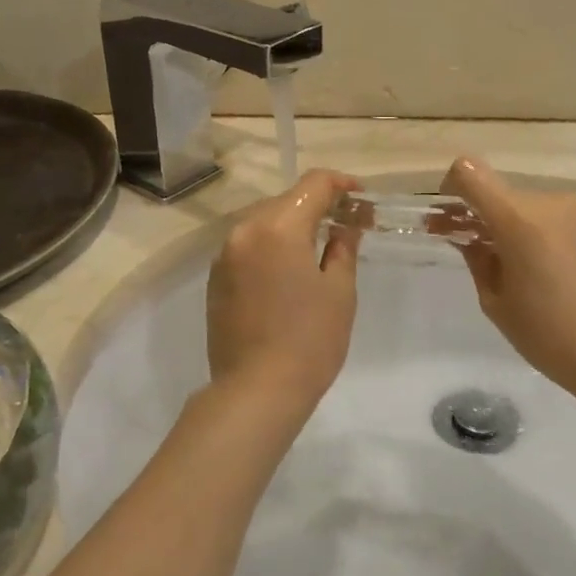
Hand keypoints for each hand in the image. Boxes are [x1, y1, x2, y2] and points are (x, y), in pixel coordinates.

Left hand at [207, 169, 362, 410]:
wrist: (256, 391)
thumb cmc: (310, 340)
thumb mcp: (339, 291)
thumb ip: (343, 248)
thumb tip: (345, 227)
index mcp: (278, 227)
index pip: (313, 185)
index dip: (341, 184)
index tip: (360, 197)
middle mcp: (245, 231)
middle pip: (285, 200)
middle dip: (316, 206)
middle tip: (345, 224)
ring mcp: (225, 255)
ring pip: (263, 222)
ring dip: (291, 225)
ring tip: (317, 247)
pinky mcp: (215, 278)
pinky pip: (248, 246)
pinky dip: (270, 246)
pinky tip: (287, 270)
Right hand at [443, 157, 575, 415]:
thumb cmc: (552, 337)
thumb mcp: (497, 303)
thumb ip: (476, 259)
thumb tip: (469, 238)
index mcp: (519, 219)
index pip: (470, 172)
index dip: (451, 188)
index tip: (448, 218)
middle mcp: (550, 202)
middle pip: (499, 192)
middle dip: (480, 215)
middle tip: (471, 249)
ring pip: (526, 205)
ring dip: (511, 224)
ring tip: (514, 267)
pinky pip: (553, 216)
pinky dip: (538, 231)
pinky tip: (546, 269)